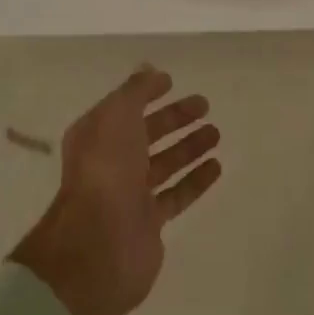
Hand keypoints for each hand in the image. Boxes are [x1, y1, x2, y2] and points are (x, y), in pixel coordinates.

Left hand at [11, 67, 221, 314]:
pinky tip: (217, 166)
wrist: (98, 243)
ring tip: (216, 133)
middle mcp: (110, 162)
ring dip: (189, 147)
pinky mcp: (148, 222)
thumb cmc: (105, 170)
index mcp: (97, 135)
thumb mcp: (116, 116)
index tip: (173, 82)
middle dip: (175, 118)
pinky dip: (195, 180)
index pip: (125, 108)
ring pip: (164, 164)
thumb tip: (149, 70)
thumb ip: (135, 91)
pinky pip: (176, 195)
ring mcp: (129, 194)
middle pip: (146, 134)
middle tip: (205, 105)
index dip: (146, 94)